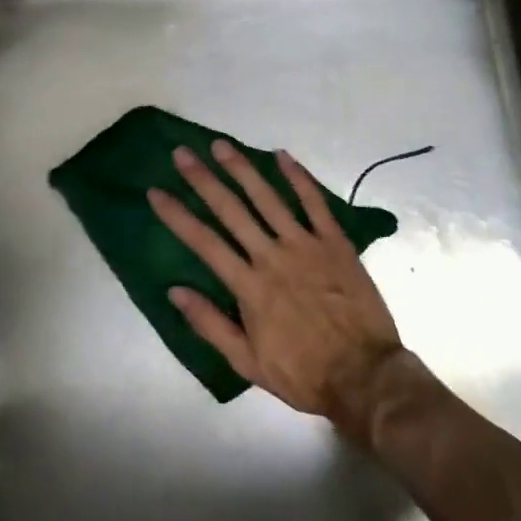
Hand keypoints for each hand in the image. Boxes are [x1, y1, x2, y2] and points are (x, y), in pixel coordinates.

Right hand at [149, 141, 402, 440]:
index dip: (177, 215)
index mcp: (249, 286)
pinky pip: (315, 203)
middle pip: (231, 210)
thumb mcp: (247, 362)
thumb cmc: (303, 372)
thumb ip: (210, 324)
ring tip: (221, 145)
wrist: (364, 375)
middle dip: (203, 179)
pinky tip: (282, 156)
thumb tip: (174, 291)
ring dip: (242, 169)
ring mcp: (305, 245)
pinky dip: (298, 178)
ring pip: (268, 198)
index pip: (203, 242)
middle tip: (182, 153)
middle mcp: (272, 256)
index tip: (156, 191)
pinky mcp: (335, 242)